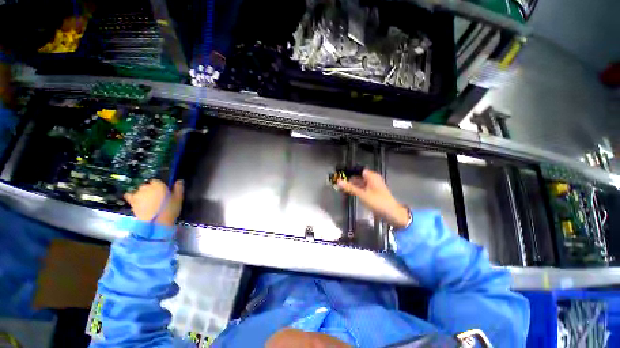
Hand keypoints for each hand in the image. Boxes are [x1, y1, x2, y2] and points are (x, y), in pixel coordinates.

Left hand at [124, 180, 183, 226]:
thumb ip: (178, 188)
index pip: (157, 181)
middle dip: (151, 190)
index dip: (161, 187)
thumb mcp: (179, 199)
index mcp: (158, 184)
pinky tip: (136, 201)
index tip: (164, 192)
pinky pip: (129, 195)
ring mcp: (137, 194)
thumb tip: (179, 181)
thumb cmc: (169, 210)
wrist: (155, 224)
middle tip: (157, 198)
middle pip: (147, 185)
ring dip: (143, 194)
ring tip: (148, 202)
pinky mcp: (132, 202)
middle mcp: (146, 187)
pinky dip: (132, 197)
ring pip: (140, 191)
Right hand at [337, 169, 409, 229]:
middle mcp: (373, 179)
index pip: (358, 170)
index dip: (349, 171)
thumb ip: (349, 188)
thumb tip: (338, 181)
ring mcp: (374, 186)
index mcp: (372, 176)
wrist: (392, 214)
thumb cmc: (377, 202)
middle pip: (359, 176)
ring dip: (352, 184)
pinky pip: (363, 188)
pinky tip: (350, 192)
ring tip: (342, 187)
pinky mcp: (374, 192)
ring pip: (361, 182)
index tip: (340, 174)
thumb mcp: (362, 194)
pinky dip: (357, 189)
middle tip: (339, 182)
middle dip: (350, 179)